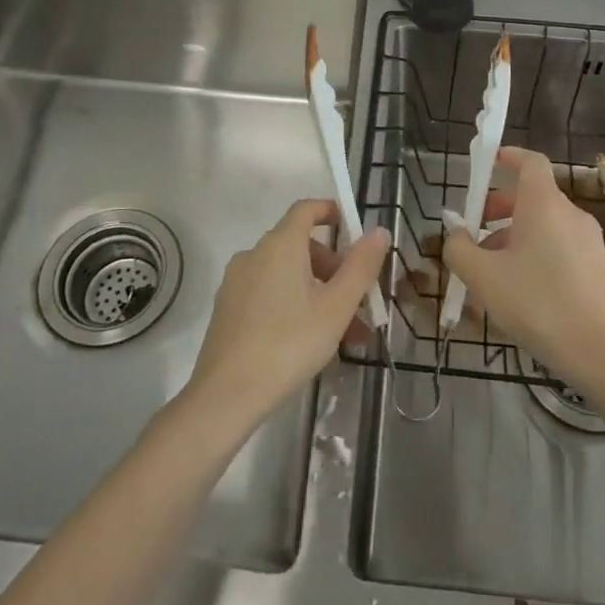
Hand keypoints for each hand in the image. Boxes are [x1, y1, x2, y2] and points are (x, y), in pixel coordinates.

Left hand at [186, 200, 389, 429]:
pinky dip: (292, 304)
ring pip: (286, 275)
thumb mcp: (336, 307)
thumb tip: (378, 231)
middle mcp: (254, 254)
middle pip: (299, 246)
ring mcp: (236, 282)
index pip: (306, 209)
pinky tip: (309, 342)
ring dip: (317, 293)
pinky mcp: (227, 309)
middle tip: (357, 302)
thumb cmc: (289, 343)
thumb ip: (360, 267)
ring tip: (344, 335)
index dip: (329, 211)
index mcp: (281, 245)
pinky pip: (268, 293)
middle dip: (333, 268)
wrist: (226, 394)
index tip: (351, 228)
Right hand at [443, 147, 604, 390]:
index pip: (530, 162)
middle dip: (499, 207)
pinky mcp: (597, 267)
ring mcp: (588, 241)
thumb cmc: (537, 304)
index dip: (509, 157)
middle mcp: (570, 214)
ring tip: (490, 270)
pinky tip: (519, 289)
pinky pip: (558, 246)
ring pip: (544, 225)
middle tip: (474, 231)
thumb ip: (459, 248)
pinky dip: (535, 253)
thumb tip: (456, 232)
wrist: (600, 353)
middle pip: (532, 196)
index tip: (488, 163)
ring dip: (513, 235)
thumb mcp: (483, 277)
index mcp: (544, 204)